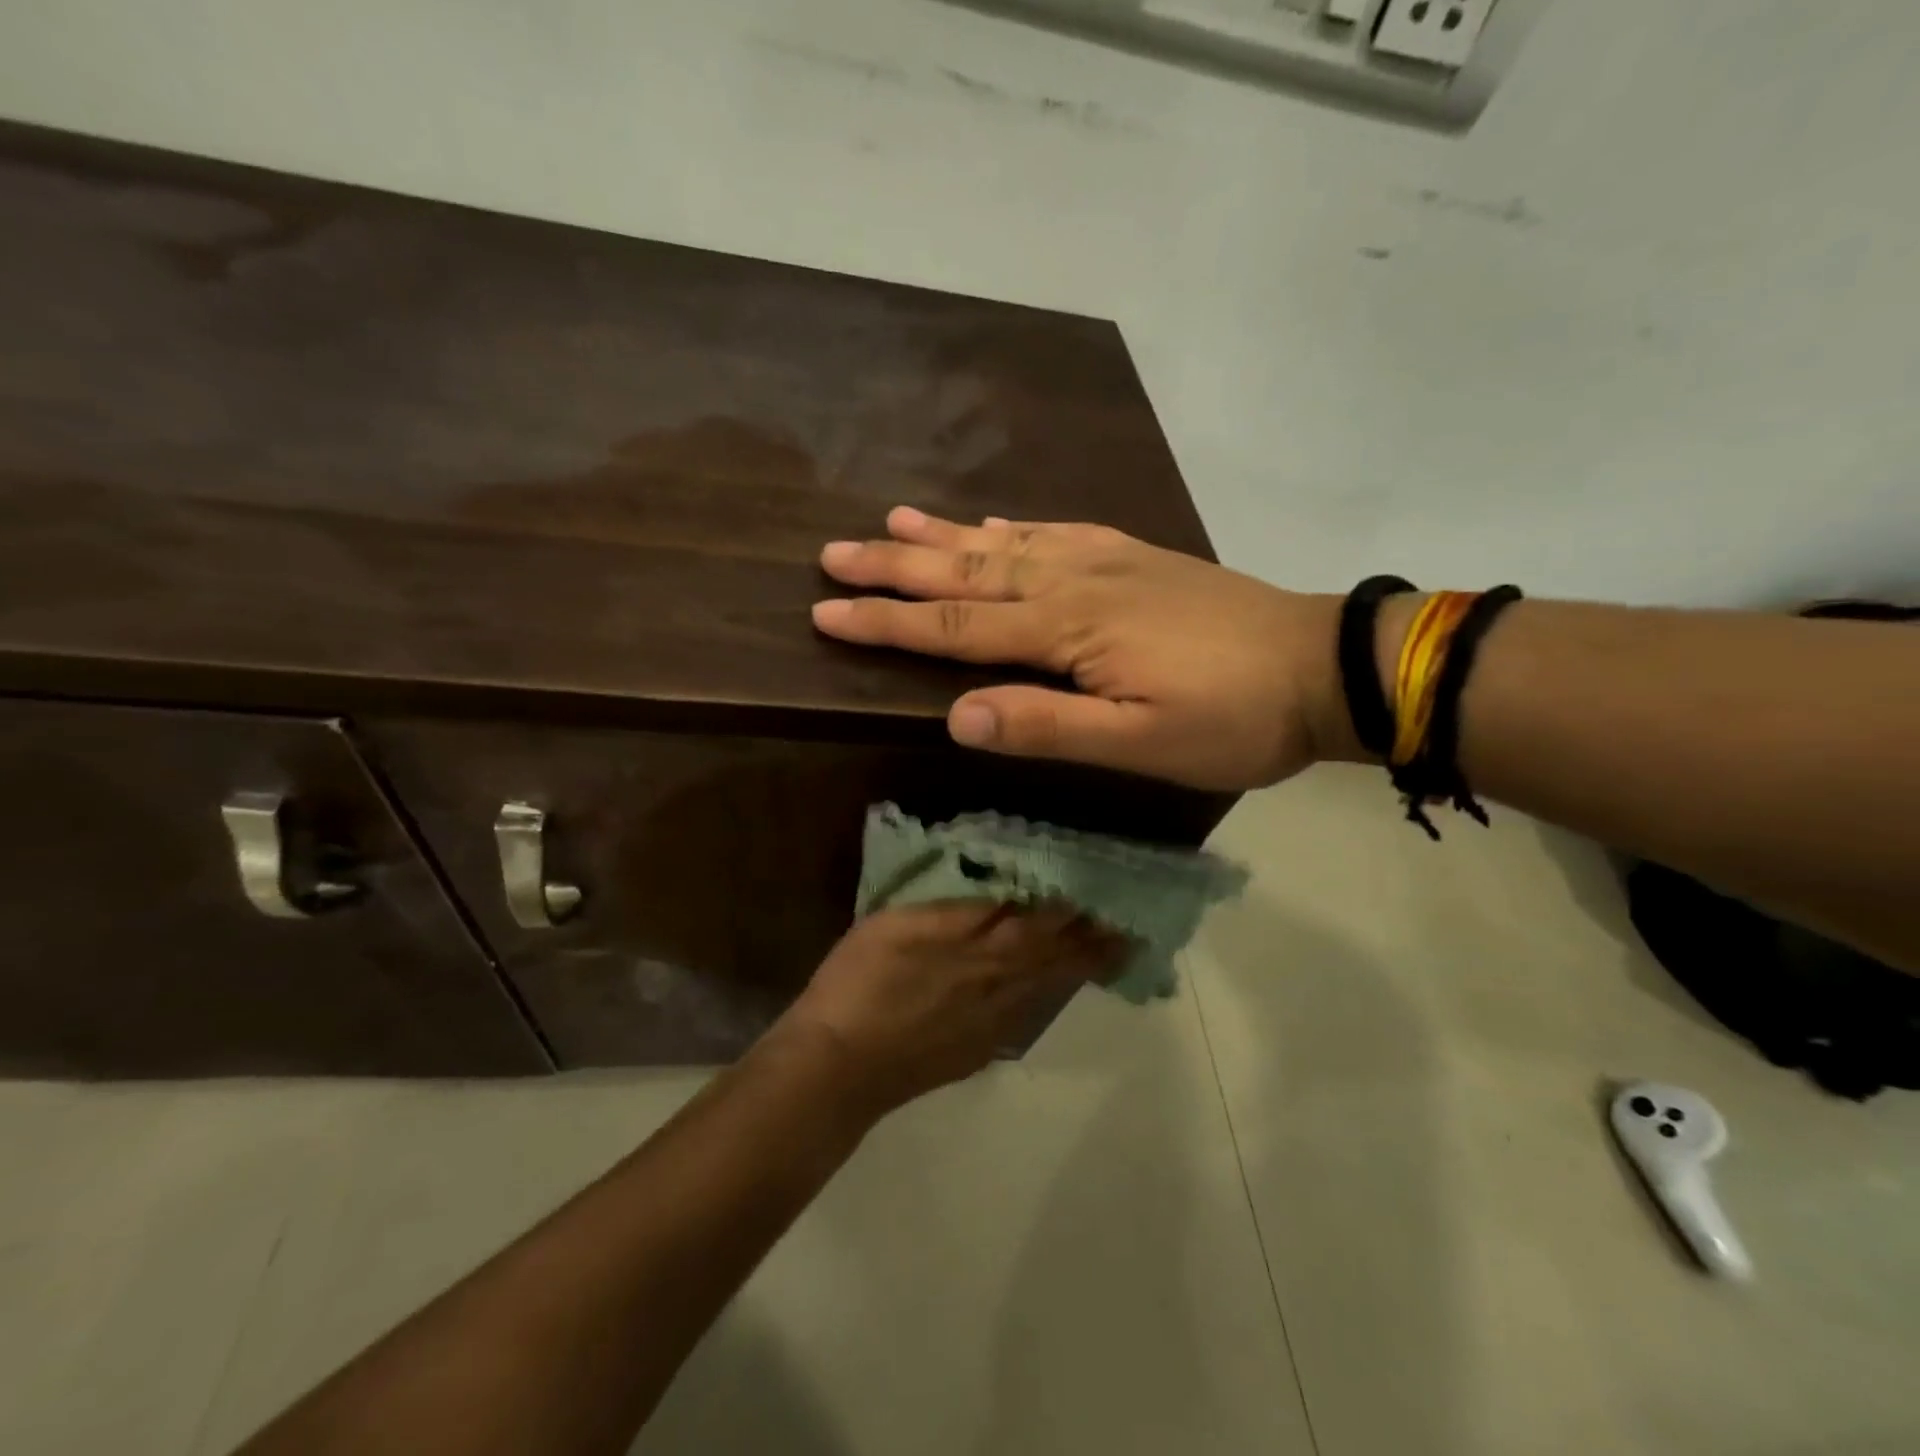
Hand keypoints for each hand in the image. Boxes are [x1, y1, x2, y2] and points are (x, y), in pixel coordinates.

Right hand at [775, 902, 1123, 1113]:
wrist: (839, 1068)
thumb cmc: (860, 983)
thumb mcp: (899, 923)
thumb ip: (956, 908)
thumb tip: (1006, 893)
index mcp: (982, 949)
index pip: (1044, 920)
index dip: (1078, 905)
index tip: (1109, 888)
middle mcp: (999, 986)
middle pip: (1057, 957)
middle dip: (1097, 940)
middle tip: (1133, 928)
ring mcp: (991, 1023)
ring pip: (1047, 987)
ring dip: (1081, 968)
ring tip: (1111, 955)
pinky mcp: (978, 1049)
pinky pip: (1026, 1014)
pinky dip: (1047, 996)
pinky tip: (1048, 991)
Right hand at [812, 507, 1350, 790]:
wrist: (1320, 666)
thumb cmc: (1231, 718)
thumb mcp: (1141, 743)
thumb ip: (1049, 727)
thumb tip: (957, 717)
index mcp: (1066, 630)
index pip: (954, 625)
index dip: (887, 621)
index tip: (825, 612)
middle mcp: (1073, 582)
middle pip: (967, 570)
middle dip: (895, 564)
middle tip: (834, 551)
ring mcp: (1105, 561)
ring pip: (1004, 542)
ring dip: (943, 533)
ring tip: (891, 517)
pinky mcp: (1133, 557)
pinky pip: (1055, 531)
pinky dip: (1011, 526)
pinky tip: (991, 521)